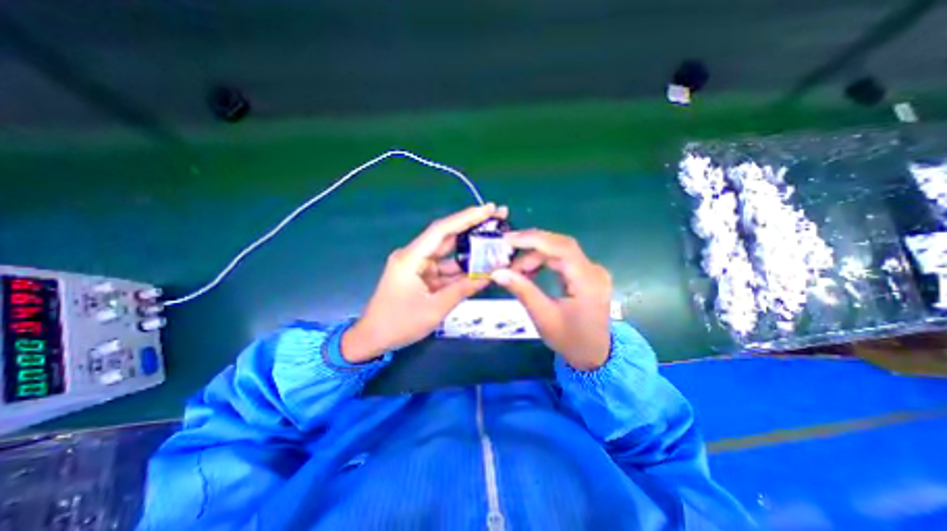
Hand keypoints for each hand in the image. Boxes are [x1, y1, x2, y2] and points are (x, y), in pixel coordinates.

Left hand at [342, 202, 506, 360]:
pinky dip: (461, 268)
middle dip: (472, 226)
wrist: (373, 338)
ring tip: (494, 241)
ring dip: (469, 249)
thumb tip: (489, 276)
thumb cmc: (399, 324)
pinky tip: (480, 266)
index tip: (489, 208)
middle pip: (446, 236)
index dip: (466, 217)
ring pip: (448, 252)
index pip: (441, 230)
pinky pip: (445, 268)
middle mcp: (414, 256)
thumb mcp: (435, 309)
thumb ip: (463, 290)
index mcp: (411, 258)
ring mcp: (418, 265)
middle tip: (497, 217)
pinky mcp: (421, 275)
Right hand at [487, 230, 614, 371]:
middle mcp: (593, 270)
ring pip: (559, 252)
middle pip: (560, 247)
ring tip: (515, 272)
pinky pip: (561, 260)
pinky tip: (529, 273)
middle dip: (530, 249)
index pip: (562, 248)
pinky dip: (542, 263)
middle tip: (506, 257)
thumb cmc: (570, 340)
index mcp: (588, 281)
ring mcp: (591, 271)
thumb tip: (497, 272)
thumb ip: (522, 291)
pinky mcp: (586, 274)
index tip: (508, 240)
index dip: (534, 239)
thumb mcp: (543, 317)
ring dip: (534, 257)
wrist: (594, 355)